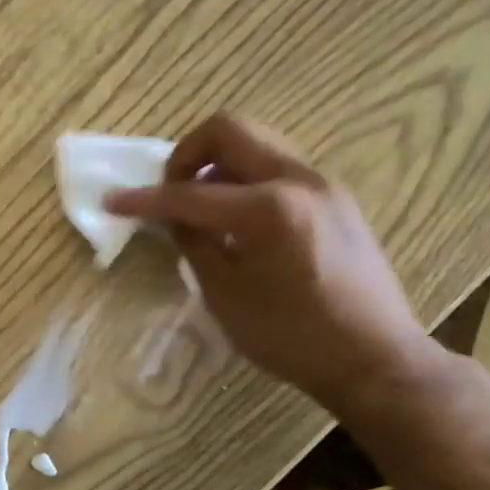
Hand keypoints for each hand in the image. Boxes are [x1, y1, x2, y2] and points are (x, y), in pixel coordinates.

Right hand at [105, 114, 437, 414]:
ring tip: (202, 205)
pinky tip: (238, 220)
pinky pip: (278, 166)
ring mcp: (323, 184)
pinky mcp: (335, 198)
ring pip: (257, 143)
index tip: (113, 201)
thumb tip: (174, 217)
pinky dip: (246, 177)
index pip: (189, 193)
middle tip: (171, 191)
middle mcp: (298, 179)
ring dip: (218, 162)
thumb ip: (194, 245)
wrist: (377, 359)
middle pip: (230, 129)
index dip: (145, 199)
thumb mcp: (226, 296)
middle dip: (187, 153)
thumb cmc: (293, 338)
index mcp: (268, 209)